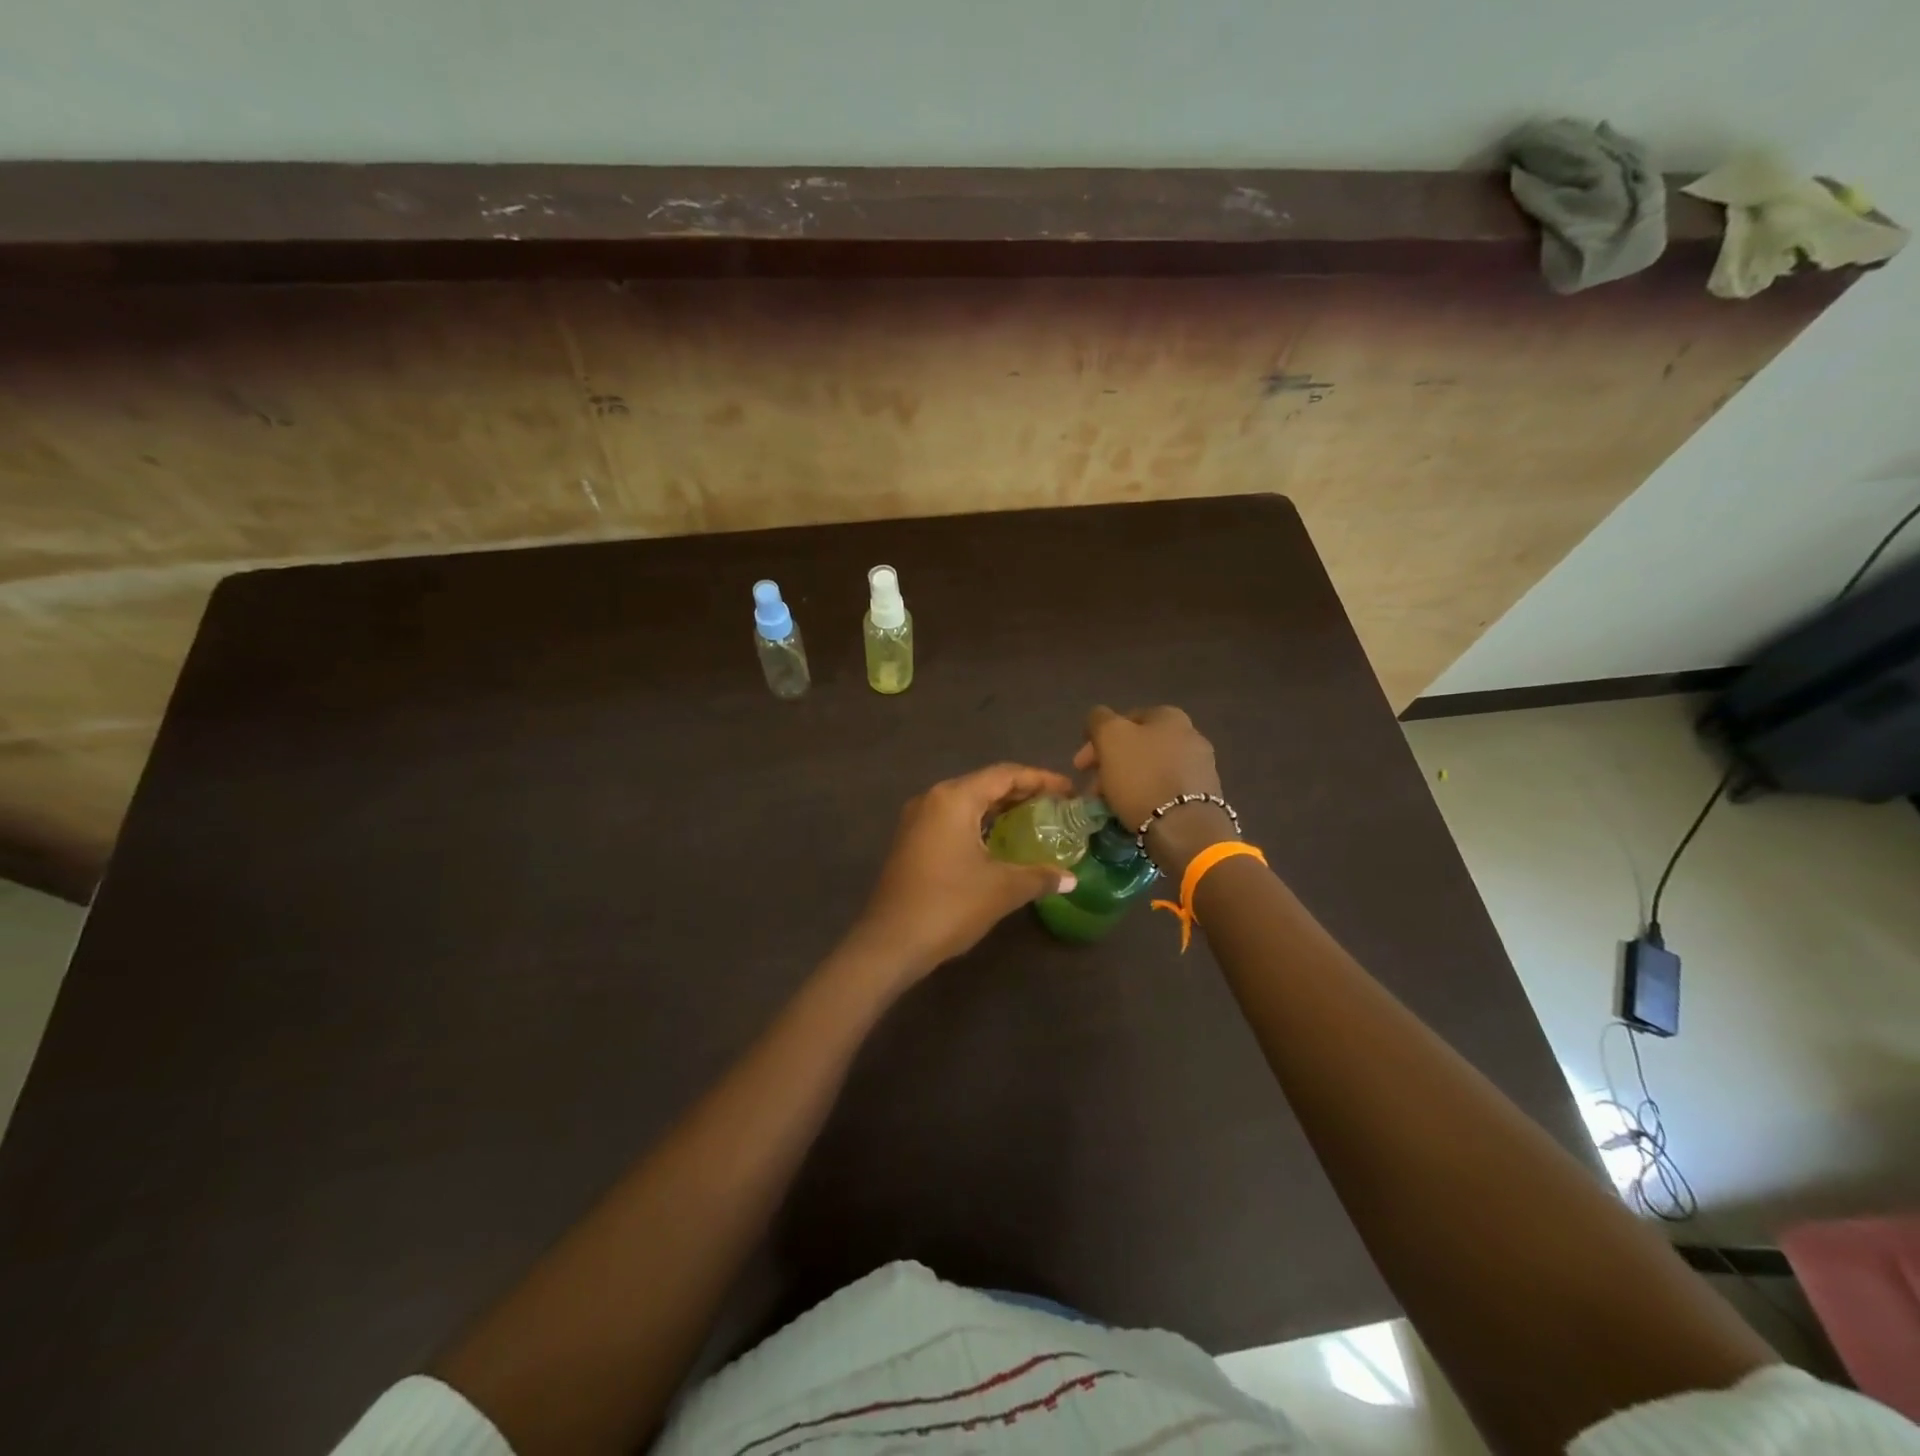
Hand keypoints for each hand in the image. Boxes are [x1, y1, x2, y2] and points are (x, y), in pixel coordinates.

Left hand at [848, 763, 1077, 981]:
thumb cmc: (949, 905)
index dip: (1041, 779)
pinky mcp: (911, 841)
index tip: (1069, 791)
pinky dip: (980, 824)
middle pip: (985, 784)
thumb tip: (1070, 878)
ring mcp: (917, 820)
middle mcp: (933, 799)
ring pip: (967, 802)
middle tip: (1056, 807)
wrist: (890, 942)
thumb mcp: (1002, 889)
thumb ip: (1039, 876)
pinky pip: (952, 820)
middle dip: (1022, 793)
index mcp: (954, 798)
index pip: (1005, 774)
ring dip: (1000, 809)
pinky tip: (999, 843)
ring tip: (1034, 822)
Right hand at [1073, 706, 1229, 872]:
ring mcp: (1200, 766)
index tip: (1081, 766)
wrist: (1184, 828)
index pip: (1124, 719)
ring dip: (1125, 782)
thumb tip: (1099, 717)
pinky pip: (1164, 789)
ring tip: (1109, 804)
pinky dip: (1145, 796)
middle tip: (1092, 788)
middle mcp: (1190, 735)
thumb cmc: (1142, 777)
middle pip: (1137, 746)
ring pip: (1150, 769)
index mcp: (1169, 716)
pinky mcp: (1203, 796)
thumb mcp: (1110, 738)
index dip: (1097, 740)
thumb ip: (1099, 719)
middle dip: (1110, 764)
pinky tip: (1133, 811)